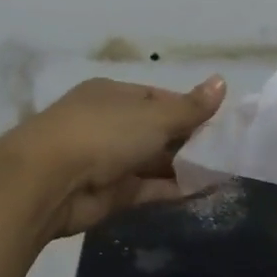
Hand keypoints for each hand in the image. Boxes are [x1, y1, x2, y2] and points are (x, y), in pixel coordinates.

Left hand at [4, 74, 226, 238]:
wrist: (49, 181)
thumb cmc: (103, 133)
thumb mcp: (153, 116)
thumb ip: (190, 107)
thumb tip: (222, 81)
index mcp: (114, 95)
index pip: (158, 98)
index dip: (188, 108)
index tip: (220, 121)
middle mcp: (110, 124)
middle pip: (157, 131)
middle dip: (189, 140)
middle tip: (228, 150)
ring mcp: (108, 161)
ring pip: (154, 162)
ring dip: (184, 167)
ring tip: (224, 172)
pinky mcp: (110, 194)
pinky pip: (149, 188)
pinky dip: (173, 189)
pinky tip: (204, 191)